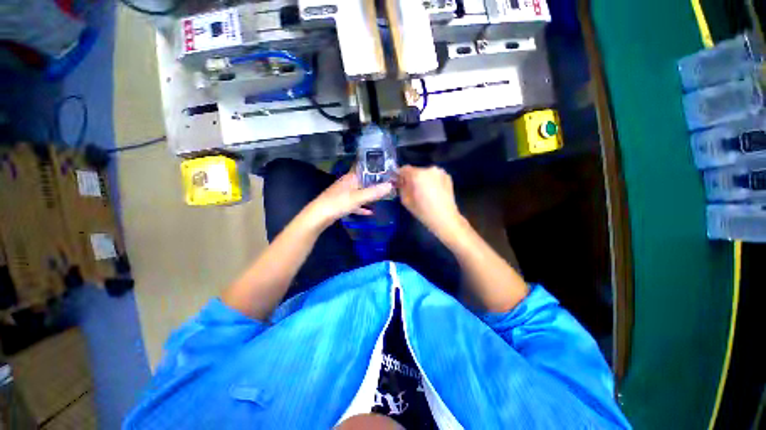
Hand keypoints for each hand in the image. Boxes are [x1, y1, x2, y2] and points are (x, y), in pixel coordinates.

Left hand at [301, 171, 392, 229]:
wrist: (319, 216)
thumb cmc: (338, 203)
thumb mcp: (358, 197)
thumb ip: (374, 192)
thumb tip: (390, 185)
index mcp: (352, 178)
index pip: (365, 168)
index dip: (376, 168)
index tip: (388, 170)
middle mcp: (348, 183)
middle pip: (364, 180)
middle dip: (375, 182)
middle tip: (389, 184)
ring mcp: (345, 193)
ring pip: (360, 192)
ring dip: (370, 194)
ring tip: (382, 196)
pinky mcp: (342, 203)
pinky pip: (356, 203)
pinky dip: (362, 206)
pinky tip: (370, 212)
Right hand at [397, 166, 464, 238]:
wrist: (445, 218)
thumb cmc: (423, 211)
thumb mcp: (405, 200)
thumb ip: (401, 187)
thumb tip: (401, 181)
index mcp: (418, 174)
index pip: (404, 169)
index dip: (400, 175)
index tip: (400, 183)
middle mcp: (429, 169)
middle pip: (416, 171)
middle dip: (412, 178)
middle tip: (413, 190)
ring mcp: (440, 172)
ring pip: (426, 173)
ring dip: (423, 179)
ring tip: (425, 192)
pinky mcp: (448, 176)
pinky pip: (435, 176)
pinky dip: (432, 181)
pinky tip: (434, 192)